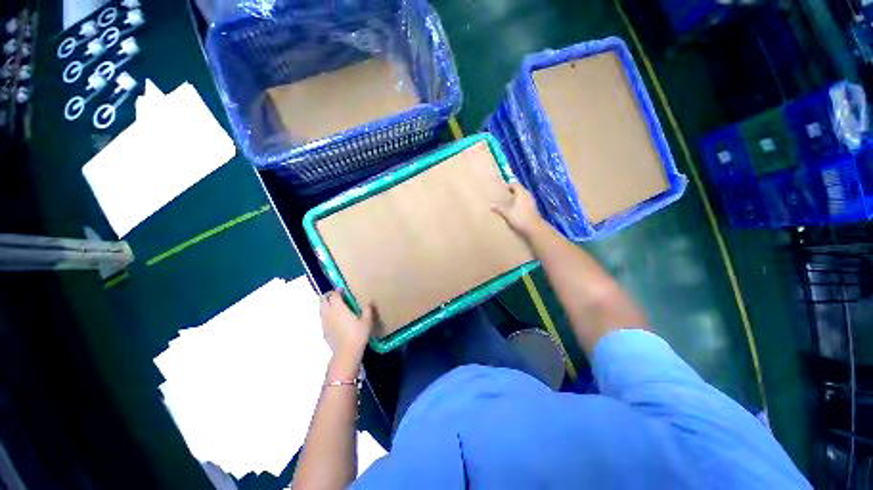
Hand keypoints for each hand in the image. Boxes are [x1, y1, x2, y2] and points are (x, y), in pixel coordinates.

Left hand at [320, 290, 374, 361]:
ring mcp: (324, 322)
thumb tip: (370, 301)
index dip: (338, 291)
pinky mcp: (323, 330)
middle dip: (328, 296)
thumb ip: (368, 309)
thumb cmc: (358, 334)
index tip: (343, 290)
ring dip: (326, 305)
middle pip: (323, 299)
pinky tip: (335, 319)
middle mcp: (329, 312)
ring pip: (321, 309)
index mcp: (338, 307)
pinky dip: (327, 314)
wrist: (346, 352)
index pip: (334, 294)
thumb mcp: (367, 321)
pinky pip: (323, 318)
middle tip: (337, 296)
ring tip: (336, 307)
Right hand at [490, 183, 544, 238]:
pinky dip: (521, 203)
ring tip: (510, 201)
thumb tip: (490, 204)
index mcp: (522, 194)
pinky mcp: (533, 210)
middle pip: (521, 190)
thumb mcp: (507, 212)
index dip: (509, 185)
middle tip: (506, 194)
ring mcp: (532, 203)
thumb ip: (499, 207)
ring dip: (518, 197)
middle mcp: (528, 196)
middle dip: (513, 191)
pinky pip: (526, 202)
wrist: (534, 228)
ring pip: (524, 196)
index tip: (503, 188)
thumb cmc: (520, 217)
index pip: (515, 185)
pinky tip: (517, 209)